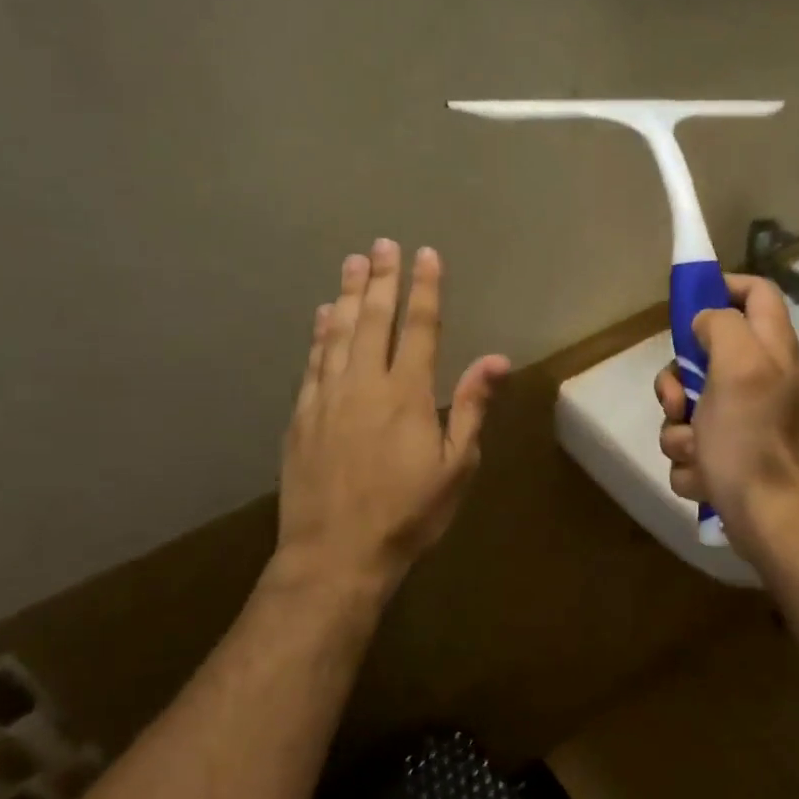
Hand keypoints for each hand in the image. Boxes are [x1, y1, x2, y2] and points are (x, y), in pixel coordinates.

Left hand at [273, 239, 509, 599]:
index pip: (419, 327)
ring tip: (353, 263)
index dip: (425, 288)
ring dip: (349, 295)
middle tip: (382, 244)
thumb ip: (471, 407)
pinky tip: (324, 315)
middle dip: (382, 279)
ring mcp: (327, 398)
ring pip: (339, 333)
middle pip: (374, 320)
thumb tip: (497, 359)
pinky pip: (313, 362)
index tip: (425, 254)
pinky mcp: (301, 417)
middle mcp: (364, 384)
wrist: (335, 555)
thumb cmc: (408, 514)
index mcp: (407, 394)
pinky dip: (320, 333)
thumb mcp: (456, 467)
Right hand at [653, 273, 798, 549]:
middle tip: (679, 400)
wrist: (770, 520)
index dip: (722, 286)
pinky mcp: (729, 457)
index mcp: (771, 350)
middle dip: (678, 381)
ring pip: (687, 408)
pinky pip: (690, 447)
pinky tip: (705, 478)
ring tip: (698, 453)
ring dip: (680, 432)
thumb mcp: (738, 367)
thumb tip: (706, 322)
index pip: (756, 292)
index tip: (687, 303)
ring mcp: (744, 422)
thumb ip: (722, 327)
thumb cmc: (753, 440)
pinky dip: (692, 464)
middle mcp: (760, 380)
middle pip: (703, 356)